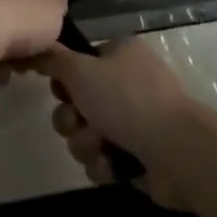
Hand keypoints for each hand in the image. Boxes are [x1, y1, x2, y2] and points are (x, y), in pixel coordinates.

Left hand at [0, 0, 66, 72]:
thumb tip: (52, 1)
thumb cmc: (25, 19)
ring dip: (2, 55)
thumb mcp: (55, 10)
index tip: (46, 45)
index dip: (41, 22)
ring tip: (7, 74)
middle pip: (12, 15)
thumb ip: (55, 5)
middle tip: (27, 64)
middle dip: (20, 42)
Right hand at [36, 39, 206, 208]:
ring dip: (86, 143)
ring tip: (101, 148)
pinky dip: (104, 164)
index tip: (59, 91)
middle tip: (77, 122)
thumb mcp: (81, 70)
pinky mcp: (139, 156)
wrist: (177, 152)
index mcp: (120, 54)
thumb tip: (38, 49)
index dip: (63, 80)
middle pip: (78, 102)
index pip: (78, 63)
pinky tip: (113, 167)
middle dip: (72, 119)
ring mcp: (135, 122)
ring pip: (87, 133)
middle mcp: (127, 84)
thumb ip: (54, 60)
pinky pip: (103, 159)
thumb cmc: (127, 100)